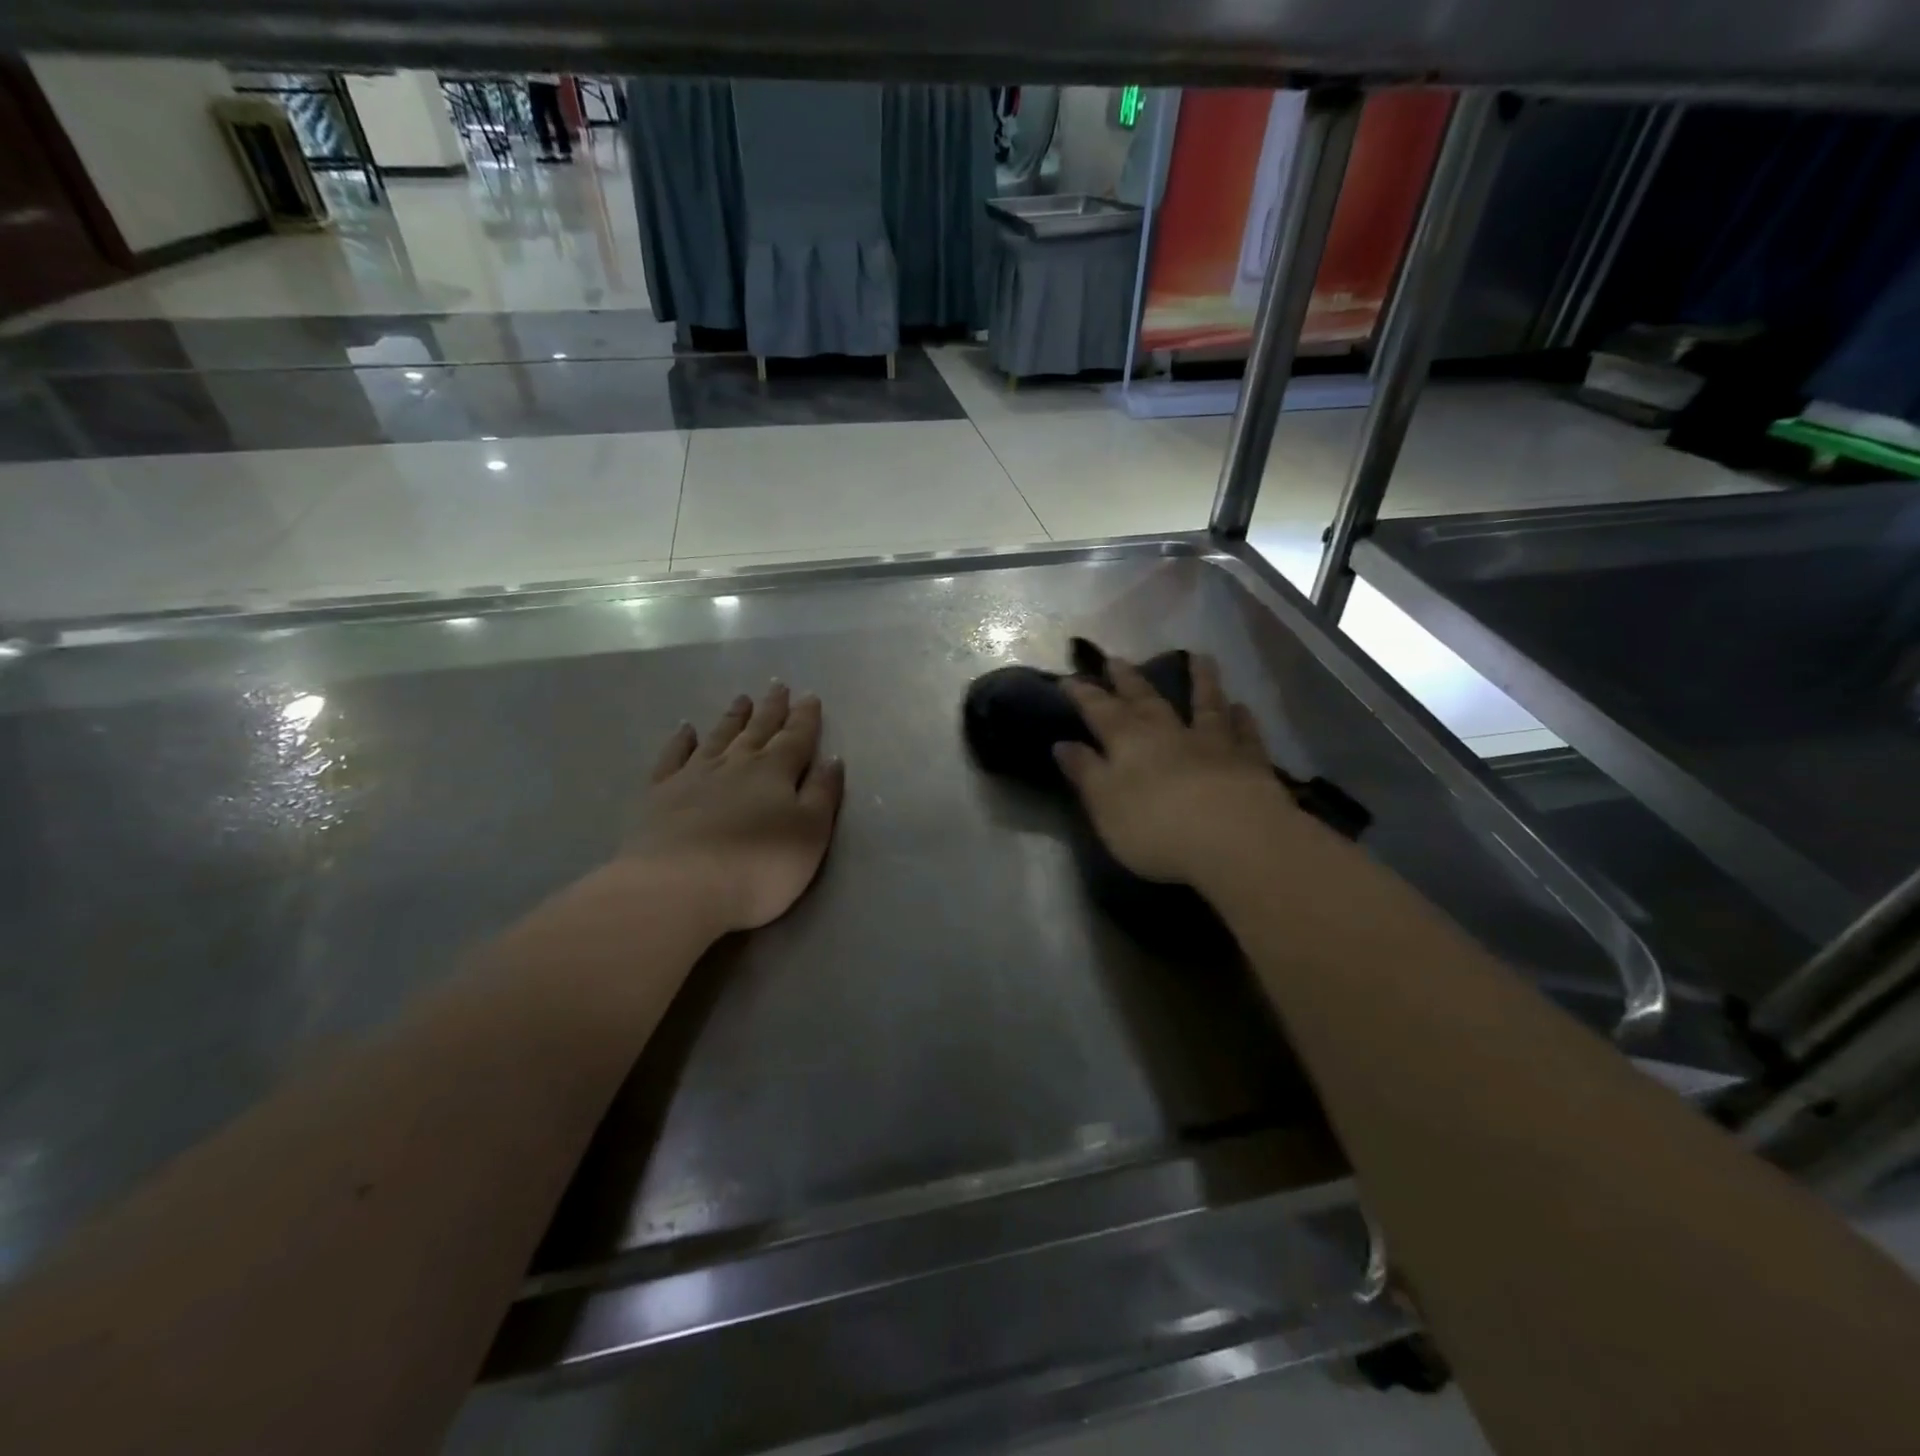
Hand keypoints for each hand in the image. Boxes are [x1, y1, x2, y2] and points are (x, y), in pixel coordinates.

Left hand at [623, 684, 845, 932]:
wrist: (681, 885)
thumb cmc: (759, 865)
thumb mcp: (810, 833)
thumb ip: (822, 794)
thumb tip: (832, 759)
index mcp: (776, 772)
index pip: (796, 738)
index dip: (805, 718)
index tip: (810, 696)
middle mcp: (736, 764)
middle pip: (758, 730)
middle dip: (771, 708)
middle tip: (778, 685)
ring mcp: (695, 775)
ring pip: (719, 737)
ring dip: (733, 718)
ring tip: (742, 699)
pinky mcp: (662, 793)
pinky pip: (674, 757)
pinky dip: (681, 741)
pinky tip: (686, 729)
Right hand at [1055, 655, 1293, 883]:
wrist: (1234, 839)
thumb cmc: (1156, 828)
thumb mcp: (1105, 804)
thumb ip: (1085, 772)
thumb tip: (1062, 743)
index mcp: (1128, 742)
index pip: (1099, 711)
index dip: (1083, 694)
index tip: (1068, 679)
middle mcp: (1169, 733)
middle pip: (1146, 700)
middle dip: (1129, 680)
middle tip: (1117, 659)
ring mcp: (1213, 744)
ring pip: (1205, 705)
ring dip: (1201, 681)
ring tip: (1200, 657)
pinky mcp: (1250, 762)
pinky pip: (1245, 734)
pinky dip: (1242, 719)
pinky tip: (1242, 707)